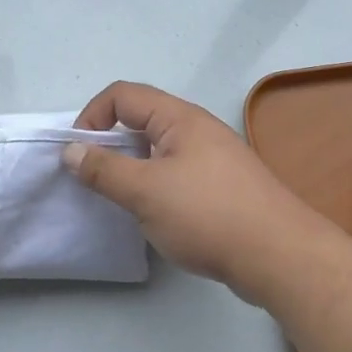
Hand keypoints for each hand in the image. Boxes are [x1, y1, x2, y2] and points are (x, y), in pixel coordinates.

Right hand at [64, 81, 322, 300]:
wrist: (280, 256)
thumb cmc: (208, 215)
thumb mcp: (145, 192)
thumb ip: (103, 169)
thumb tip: (71, 150)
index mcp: (178, 118)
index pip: (122, 95)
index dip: (92, 116)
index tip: (77, 154)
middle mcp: (197, 128)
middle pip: (141, 119)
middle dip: (110, 143)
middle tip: (93, 178)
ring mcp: (213, 157)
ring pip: (159, 149)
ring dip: (132, 166)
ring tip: (119, 199)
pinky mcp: (223, 186)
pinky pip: (177, 172)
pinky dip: (155, 184)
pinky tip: (154, 215)